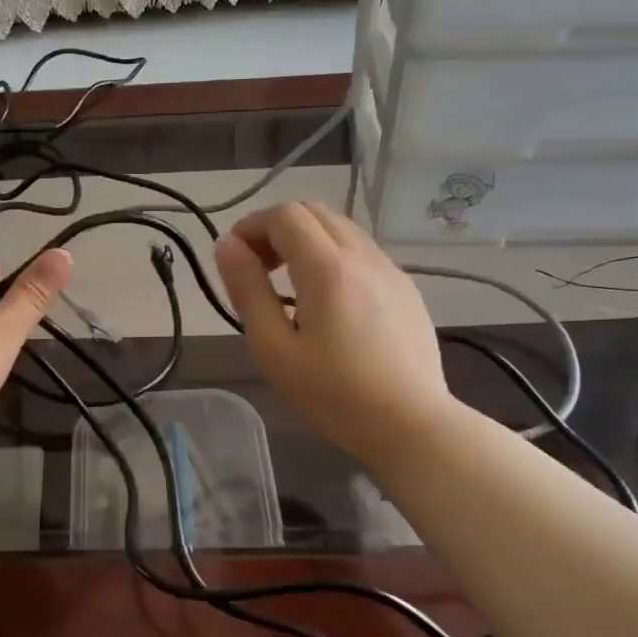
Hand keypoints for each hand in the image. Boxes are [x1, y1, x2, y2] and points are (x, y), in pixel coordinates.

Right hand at [214, 202, 454, 470]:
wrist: (411, 424)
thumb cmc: (334, 394)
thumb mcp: (274, 348)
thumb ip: (248, 291)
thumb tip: (227, 246)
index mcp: (327, 268)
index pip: (285, 214)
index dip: (252, 226)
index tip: (235, 259)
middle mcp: (363, 256)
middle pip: (315, 212)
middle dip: (278, 229)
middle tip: (259, 270)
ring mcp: (390, 270)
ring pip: (342, 229)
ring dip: (307, 241)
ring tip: (291, 286)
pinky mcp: (407, 289)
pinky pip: (363, 253)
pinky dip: (334, 257)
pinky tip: (329, 303)